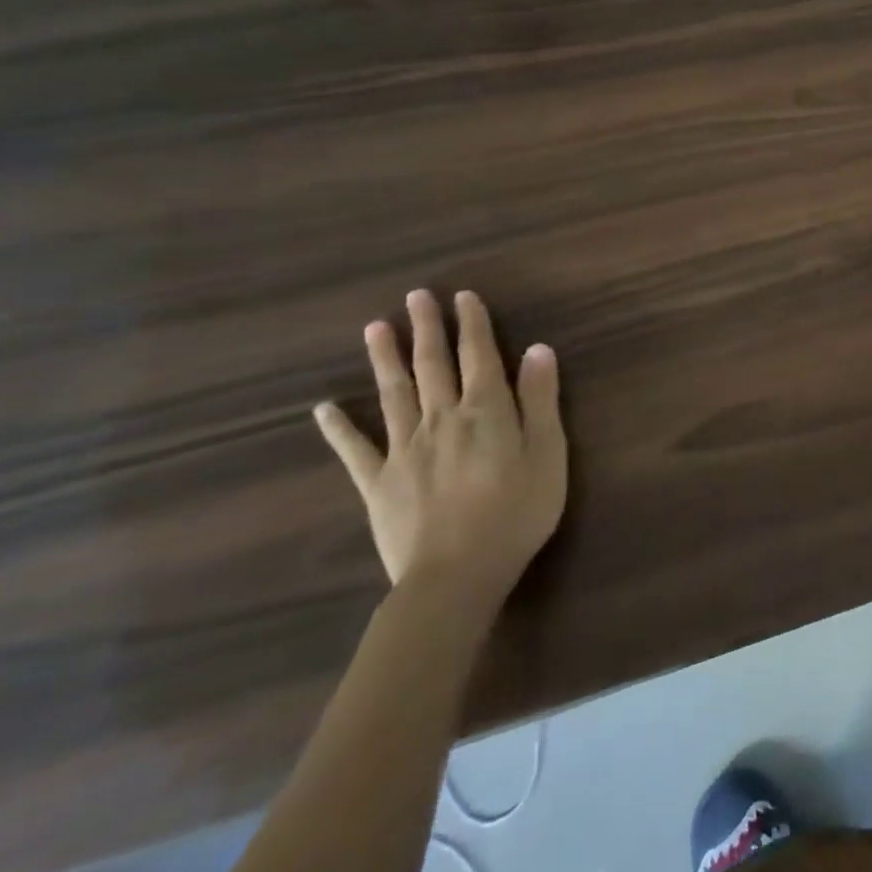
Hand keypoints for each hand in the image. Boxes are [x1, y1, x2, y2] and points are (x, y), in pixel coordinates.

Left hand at [314, 289, 568, 610]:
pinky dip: (338, 427)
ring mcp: (404, 449)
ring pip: (393, 393)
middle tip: (416, 296)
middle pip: (433, 365)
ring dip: (385, 359)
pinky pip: (355, 449)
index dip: (472, 324)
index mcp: (486, 411)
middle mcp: (441, 418)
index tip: (463, 296)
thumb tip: (537, 349)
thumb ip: (540, 400)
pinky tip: (322, 408)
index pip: (479, 356)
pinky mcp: (378, 483)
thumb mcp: (548, 454)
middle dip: (427, 328)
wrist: (456, 575)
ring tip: (375, 328)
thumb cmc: (517, 513)